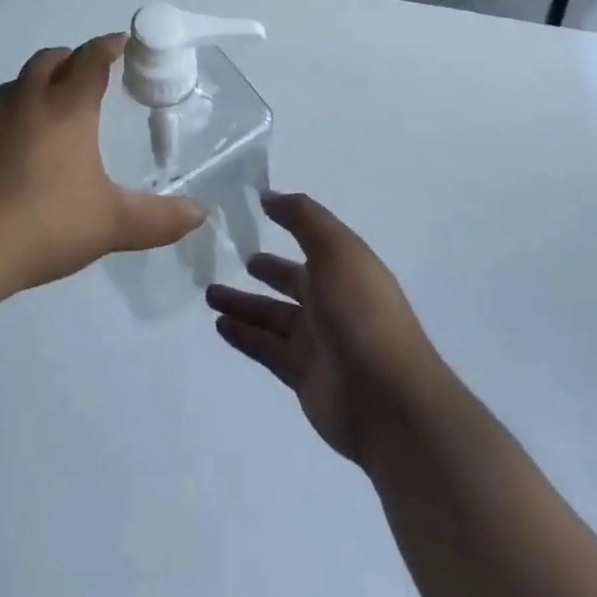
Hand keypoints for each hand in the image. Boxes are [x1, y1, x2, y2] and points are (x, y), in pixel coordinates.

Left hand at [0, 34, 205, 298]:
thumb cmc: (42, 224)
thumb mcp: (110, 225)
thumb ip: (158, 219)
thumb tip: (200, 214)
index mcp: (65, 108)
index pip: (91, 58)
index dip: (109, 45)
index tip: (122, 41)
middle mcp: (25, 100)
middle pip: (50, 59)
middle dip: (72, 59)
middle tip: (87, 75)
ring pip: (17, 84)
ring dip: (38, 85)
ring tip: (51, 113)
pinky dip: (10, 116)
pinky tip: (12, 152)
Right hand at [208, 192, 438, 465]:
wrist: (388, 400)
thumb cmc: (361, 312)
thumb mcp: (335, 249)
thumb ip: (302, 217)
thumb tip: (269, 195)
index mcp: (345, 268)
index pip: (312, 241)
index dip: (289, 224)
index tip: (257, 211)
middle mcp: (332, 301)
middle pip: (291, 281)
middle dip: (265, 270)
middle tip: (232, 258)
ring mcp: (317, 341)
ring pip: (272, 316)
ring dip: (243, 304)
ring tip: (209, 293)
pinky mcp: (302, 375)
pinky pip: (266, 348)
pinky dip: (244, 336)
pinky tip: (220, 325)